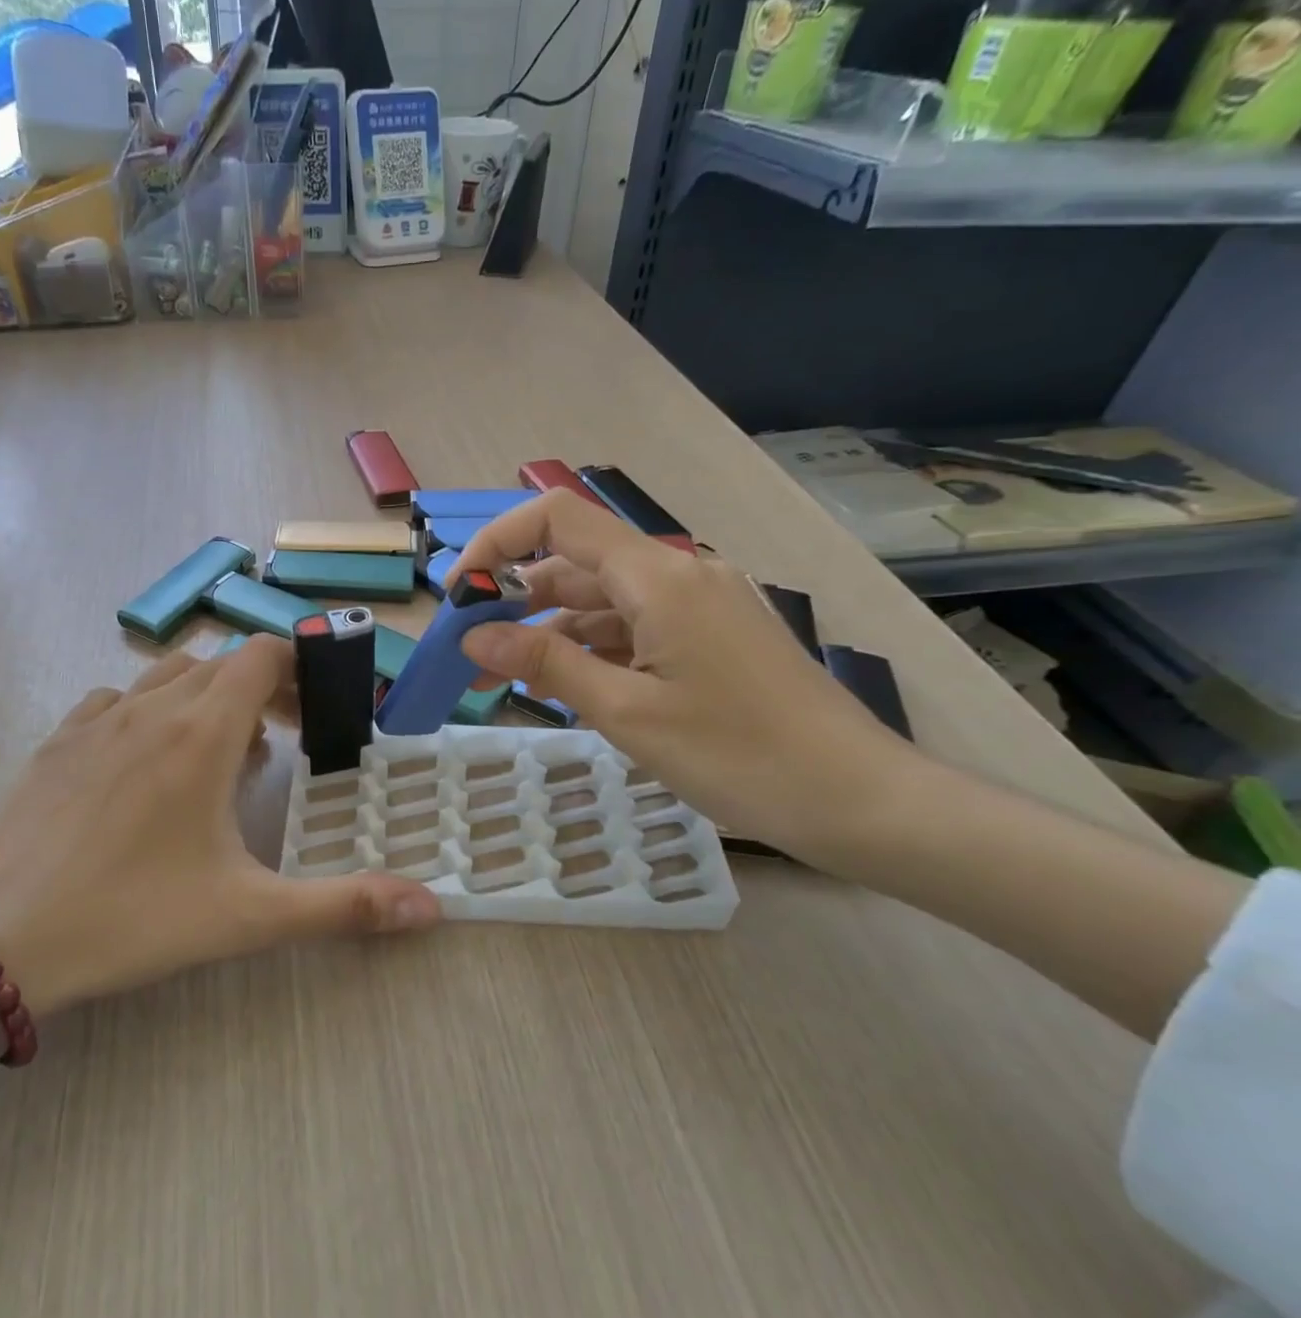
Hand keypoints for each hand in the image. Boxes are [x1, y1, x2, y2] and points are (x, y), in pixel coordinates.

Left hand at [0, 636, 440, 1015]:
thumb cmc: (132, 918)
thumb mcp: (248, 915)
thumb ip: (344, 906)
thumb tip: (433, 907)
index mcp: (201, 732)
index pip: (260, 655)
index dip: (297, 669)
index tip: (316, 711)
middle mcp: (151, 707)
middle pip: (220, 664)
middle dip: (260, 691)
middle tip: (281, 745)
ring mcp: (97, 719)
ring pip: (167, 675)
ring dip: (204, 697)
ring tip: (217, 754)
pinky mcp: (57, 740)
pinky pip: (116, 700)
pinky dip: (147, 711)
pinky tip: (145, 762)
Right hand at [450, 490, 914, 858]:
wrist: (857, 799)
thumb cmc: (738, 755)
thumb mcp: (626, 712)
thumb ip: (545, 665)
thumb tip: (473, 637)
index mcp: (658, 576)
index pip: (557, 518)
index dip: (498, 542)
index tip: (459, 594)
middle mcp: (678, 572)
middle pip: (576, 562)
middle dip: (515, 599)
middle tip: (471, 650)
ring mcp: (699, 603)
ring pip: (603, 600)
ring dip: (551, 631)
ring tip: (505, 678)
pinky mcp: (711, 635)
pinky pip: (635, 626)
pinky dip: (593, 648)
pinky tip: (569, 686)